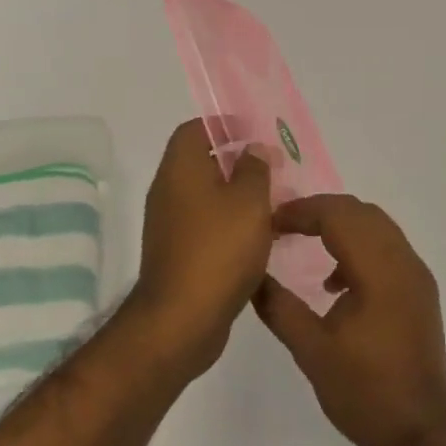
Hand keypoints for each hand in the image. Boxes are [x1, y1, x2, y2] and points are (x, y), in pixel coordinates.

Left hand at [129, 120, 273, 375]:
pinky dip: (231, 225)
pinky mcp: (178, 254)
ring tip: (276, 206)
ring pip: (208, 197)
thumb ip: (255, 169)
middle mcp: (169, 191)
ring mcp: (170, 225)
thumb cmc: (218, 250)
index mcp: (181, 169)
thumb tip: (253, 150)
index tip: (255, 134)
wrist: (181, 320)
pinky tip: (261, 240)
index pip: (195, 129)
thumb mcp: (249, 201)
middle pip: (203, 162)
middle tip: (275, 171)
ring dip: (239, 197)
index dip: (224, 125)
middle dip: (239, 163)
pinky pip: (207, 226)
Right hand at [253, 194, 445, 445]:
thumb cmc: (365, 392)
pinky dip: (359, 246)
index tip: (270, 222)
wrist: (423, 431)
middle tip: (284, 226)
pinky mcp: (420, 289)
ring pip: (376, 225)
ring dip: (341, 226)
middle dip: (320, 211)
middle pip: (359, 212)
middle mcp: (402, 260)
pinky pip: (387, 247)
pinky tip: (335, 283)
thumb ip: (280, 308)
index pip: (338, 215)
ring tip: (305, 244)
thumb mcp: (312, 352)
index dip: (301, 211)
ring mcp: (416, 274)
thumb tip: (253, 277)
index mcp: (378, 269)